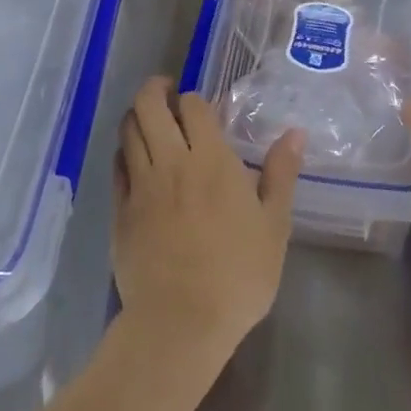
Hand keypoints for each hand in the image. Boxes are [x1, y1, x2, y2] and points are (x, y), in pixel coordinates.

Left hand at [112, 78, 304, 365]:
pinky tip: (134, 159)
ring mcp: (141, 184)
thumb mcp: (274, 226)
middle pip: (149, 105)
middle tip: (166, 93)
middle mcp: (172, 161)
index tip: (201, 108)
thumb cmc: (237, 275)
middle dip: (155, 89)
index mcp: (211, 160)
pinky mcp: (120, 209)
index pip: (193, 105)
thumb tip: (294, 133)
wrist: (180, 322)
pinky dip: (124, 151)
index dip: (194, 99)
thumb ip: (281, 174)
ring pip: (128, 129)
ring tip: (149, 120)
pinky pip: (116, 165)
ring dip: (137, 116)